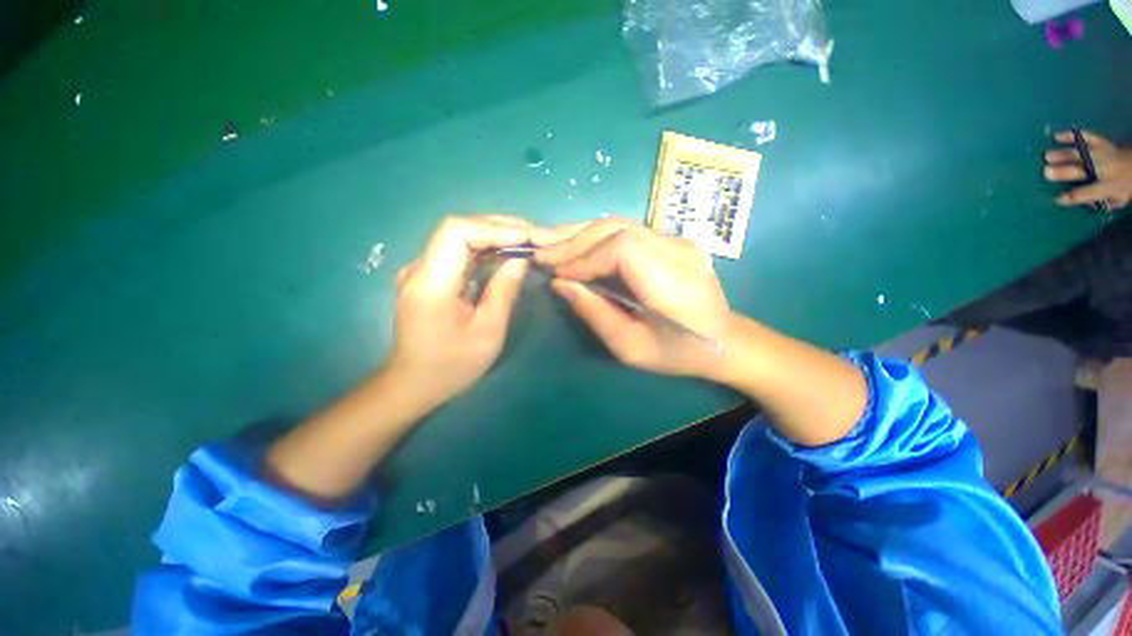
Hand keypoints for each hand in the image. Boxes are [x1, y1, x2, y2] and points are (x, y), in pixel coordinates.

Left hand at [387, 215, 529, 409]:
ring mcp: (421, 272)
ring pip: (458, 238)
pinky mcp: (428, 278)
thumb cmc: (451, 366)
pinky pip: (457, 253)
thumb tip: (520, 259)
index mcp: (431, 283)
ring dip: (492, 235)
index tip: (525, 237)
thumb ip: (503, 292)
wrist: (413, 384)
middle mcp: (420, 269)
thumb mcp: (487, 333)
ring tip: (524, 240)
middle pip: (457, 229)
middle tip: (532, 234)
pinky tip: (504, 254)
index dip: (493, 228)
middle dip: (497, 227)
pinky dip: (483, 249)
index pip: (456, 232)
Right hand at [532, 218, 731, 376]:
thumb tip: (560, 284)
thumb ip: (596, 313)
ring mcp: (679, 241)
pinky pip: (627, 231)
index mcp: (673, 283)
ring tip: (548, 242)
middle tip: (539, 249)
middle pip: (617, 228)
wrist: (725, 341)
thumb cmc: (677, 353)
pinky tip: (575, 244)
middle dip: (573, 239)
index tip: (556, 273)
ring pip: (619, 224)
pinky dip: (596, 237)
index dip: (583, 256)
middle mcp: (679, 251)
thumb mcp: (631, 348)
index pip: (622, 248)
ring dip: (580, 233)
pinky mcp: (673, 240)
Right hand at [1045, 130, 1131, 209]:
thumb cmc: (1124, 186)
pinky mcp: (1100, 143)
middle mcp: (1104, 169)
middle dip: (1063, 171)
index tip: (1058, 199)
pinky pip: (1087, 137)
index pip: (1088, 193)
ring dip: (1063, 154)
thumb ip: (1103, 201)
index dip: (1073, 197)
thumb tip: (1087, 202)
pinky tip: (1058, 136)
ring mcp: (1102, 153)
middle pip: (1080, 170)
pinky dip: (1072, 135)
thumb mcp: (1118, 198)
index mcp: (1108, 186)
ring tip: (1047, 155)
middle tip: (1046, 172)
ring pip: (1080, 154)